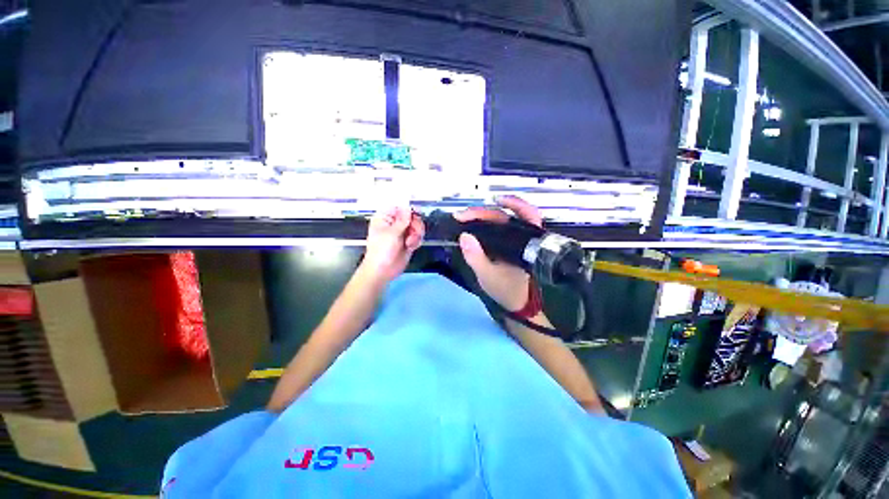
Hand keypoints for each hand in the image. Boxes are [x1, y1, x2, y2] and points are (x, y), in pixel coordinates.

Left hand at [361, 206, 424, 282]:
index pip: (400, 206)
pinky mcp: (408, 241)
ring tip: (410, 243)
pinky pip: (418, 236)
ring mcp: (402, 233)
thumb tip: (408, 207)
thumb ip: (402, 220)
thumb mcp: (392, 233)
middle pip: (412, 216)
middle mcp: (394, 223)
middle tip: (412, 232)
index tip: (415, 215)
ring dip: (416, 234)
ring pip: (417, 226)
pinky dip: (417, 241)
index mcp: (385, 218)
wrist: (383, 271)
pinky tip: (411, 246)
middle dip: (415, 224)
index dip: (408, 209)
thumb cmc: (381, 251)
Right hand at [454, 196, 542, 310]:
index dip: (492, 210)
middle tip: (463, 215)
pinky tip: (479, 220)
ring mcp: (518, 237)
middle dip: (483, 212)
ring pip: (506, 215)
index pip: (514, 216)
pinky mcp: (511, 242)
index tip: (472, 213)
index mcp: (523, 242)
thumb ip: (476, 257)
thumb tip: (464, 236)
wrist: (518, 301)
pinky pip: (503, 225)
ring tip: (470, 213)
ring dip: (488, 212)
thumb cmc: (506, 289)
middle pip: (506, 214)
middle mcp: (524, 235)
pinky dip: (491, 220)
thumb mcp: (488, 276)